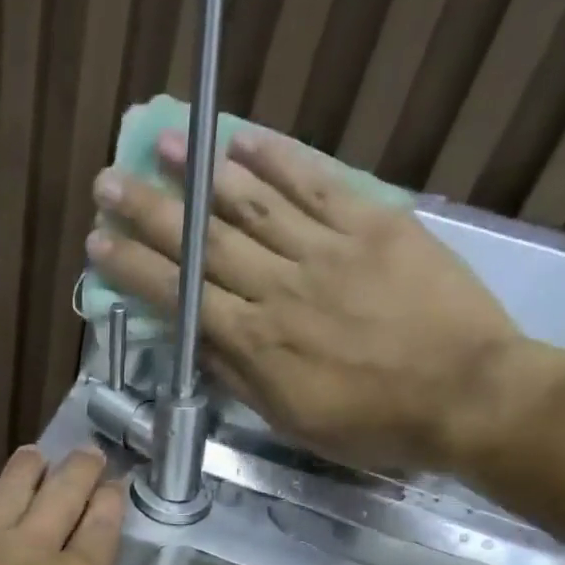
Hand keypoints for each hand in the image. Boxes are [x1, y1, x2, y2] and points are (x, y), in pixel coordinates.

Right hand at [86, 128, 564, 473]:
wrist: (466, 395)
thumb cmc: (372, 423)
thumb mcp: (290, 418)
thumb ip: (238, 376)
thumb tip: (195, 341)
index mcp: (256, 341)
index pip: (180, 295)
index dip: (134, 268)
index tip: (99, 243)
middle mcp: (279, 287)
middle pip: (204, 242)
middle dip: (151, 211)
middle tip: (109, 181)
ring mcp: (326, 250)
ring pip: (253, 204)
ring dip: (204, 173)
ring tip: (167, 143)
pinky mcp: (373, 224)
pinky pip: (318, 185)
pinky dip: (279, 159)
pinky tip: (244, 140)